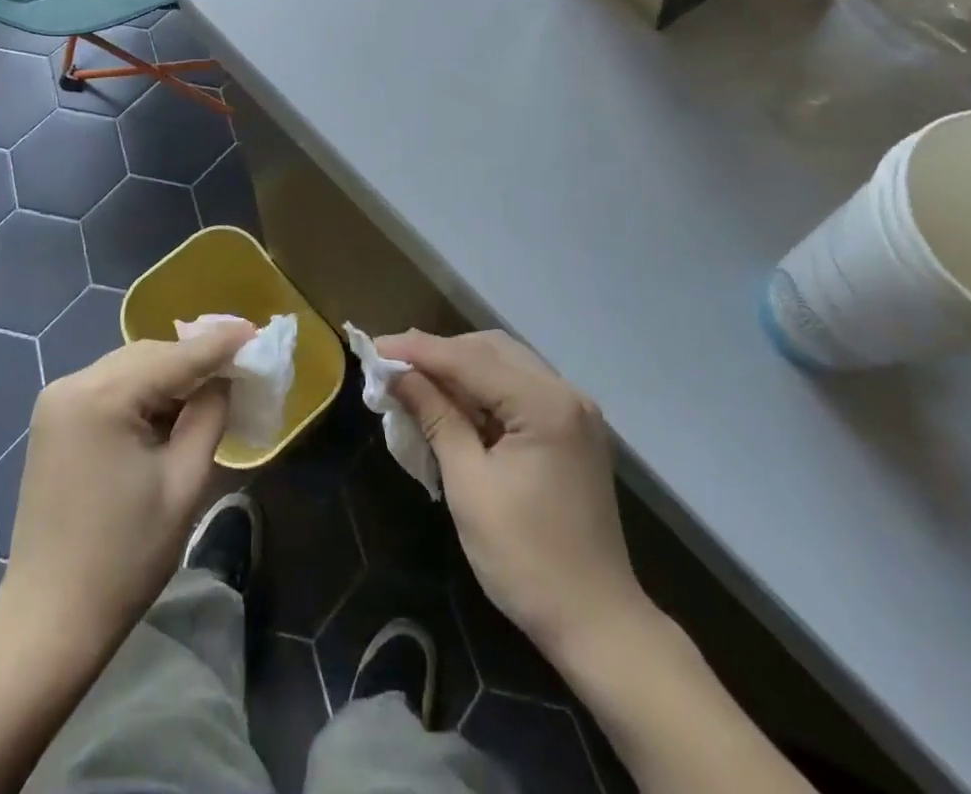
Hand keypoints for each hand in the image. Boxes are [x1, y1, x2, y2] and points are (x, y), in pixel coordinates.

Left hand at [2, 324, 252, 652]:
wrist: (49, 620)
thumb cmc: (125, 556)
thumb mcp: (184, 482)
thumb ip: (209, 416)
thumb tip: (224, 378)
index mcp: (103, 396)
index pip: (175, 357)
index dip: (220, 343)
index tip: (257, 331)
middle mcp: (73, 383)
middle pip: (149, 355)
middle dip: (194, 358)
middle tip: (239, 363)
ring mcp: (57, 400)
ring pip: (130, 368)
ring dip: (170, 375)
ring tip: (212, 386)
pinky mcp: (54, 420)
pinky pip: (110, 387)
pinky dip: (143, 392)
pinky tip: (170, 408)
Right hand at [378, 329, 648, 659]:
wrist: (597, 624)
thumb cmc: (525, 559)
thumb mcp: (469, 485)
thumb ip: (435, 417)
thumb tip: (397, 374)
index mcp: (544, 404)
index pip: (469, 359)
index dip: (417, 350)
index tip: (374, 346)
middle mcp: (565, 393)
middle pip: (490, 350)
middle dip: (440, 354)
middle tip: (394, 367)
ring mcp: (574, 410)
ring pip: (505, 364)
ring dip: (461, 369)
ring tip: (417, 383)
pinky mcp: (573, 430)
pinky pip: (519, 389)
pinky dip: (484, 389)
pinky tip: (455, 405)